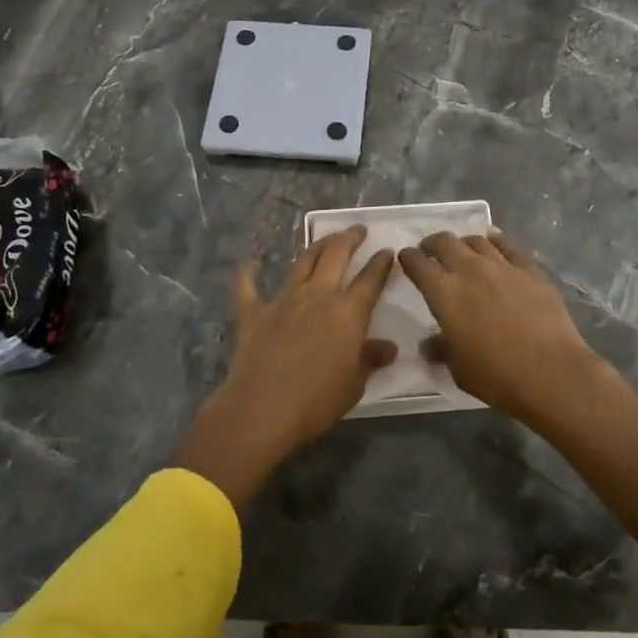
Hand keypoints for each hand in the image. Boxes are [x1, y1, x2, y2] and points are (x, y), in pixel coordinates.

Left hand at [172, 227, 394, 506]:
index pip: (371, 279)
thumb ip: (369, 359)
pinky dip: (248, 274)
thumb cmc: (317, 400)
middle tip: (357, 230)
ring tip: (324, 240)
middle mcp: (318, 295)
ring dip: (315, 246)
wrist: (263, 408)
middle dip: (349, 238)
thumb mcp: (354, 384)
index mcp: (348, 312)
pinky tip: (249, 264)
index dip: (381, 263)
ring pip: (302, 261)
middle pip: (336, 255)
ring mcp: (283, 299)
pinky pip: (248, 286)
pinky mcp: (253, 311)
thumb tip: (388, 347)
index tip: (387, 251)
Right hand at [399, 231, 601, 423]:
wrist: (551, 372)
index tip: (405, 258)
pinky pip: (508, 245)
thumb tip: (430, 344)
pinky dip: (496, 240)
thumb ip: (441, 350)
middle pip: (445, 242)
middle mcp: (469, 270)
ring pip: (477, 240)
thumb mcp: (459, 369)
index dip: (408, 258)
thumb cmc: (497, 375)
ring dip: (464, 243)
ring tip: (463, 250)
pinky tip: (494, 241)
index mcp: (444, 293)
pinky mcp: (530, 269)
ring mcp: (502, 266)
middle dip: (432, 243)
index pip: (418, 264)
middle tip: (430, 251)